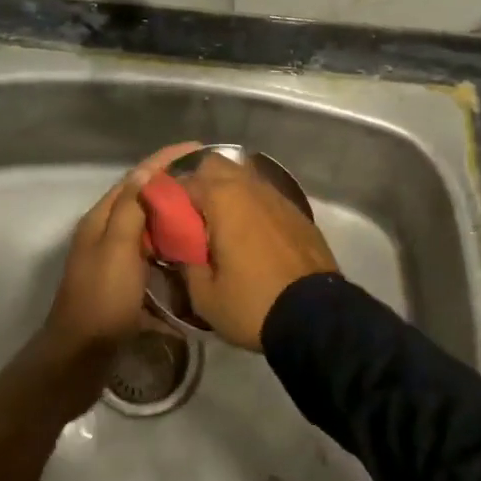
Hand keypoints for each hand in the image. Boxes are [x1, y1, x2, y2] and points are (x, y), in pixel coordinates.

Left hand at [34, 141, 202, 411]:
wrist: (79, 360)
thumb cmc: (101, 300)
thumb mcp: (117, 248)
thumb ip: (130, 209)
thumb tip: (146, 172)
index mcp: (101, 220)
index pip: (136, 177)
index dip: (165, 160)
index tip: (199, 148)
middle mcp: (105, 235)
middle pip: (142, 200)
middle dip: (173, 186)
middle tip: (210, 182)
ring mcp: (114, 261)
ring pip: (148, 228)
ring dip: (174, 217)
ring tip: (207, 212)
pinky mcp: (124, 286)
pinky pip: (152, 256)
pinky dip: (170, 249)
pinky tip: (192, 254)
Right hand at [179, 154, 339, 350]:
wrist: (316, 315)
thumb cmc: (252, 303)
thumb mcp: (204, 295)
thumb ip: (185, 263)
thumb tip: (179, 248)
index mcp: (223, 198)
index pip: (184, 180)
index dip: (169, 198)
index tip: (164, 219)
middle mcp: (250, 186)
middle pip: (216, 165)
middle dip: (199, 183)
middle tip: (192, 217)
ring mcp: (277, 195)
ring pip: (243, 176)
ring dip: (228, 192)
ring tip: (221, 225)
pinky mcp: (296, 210)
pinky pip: (264, 195)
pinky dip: (251, 205)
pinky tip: (250, 233)